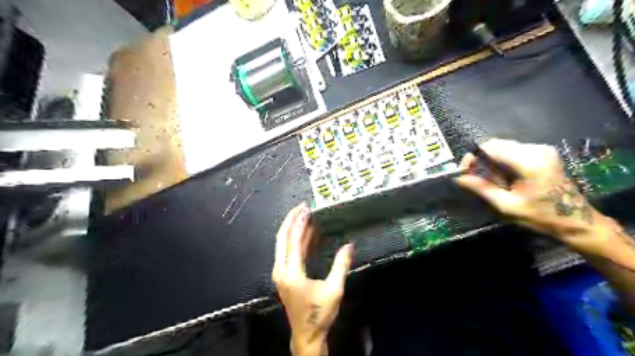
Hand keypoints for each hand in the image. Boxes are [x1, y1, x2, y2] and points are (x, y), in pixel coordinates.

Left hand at [271, 202, 354, 355]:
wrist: (306, 335)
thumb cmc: (319, 314)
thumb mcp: (334, 290)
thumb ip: (341, 265)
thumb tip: (350, 245)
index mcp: (290, 273)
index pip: (293, 241)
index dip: (300, 223)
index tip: (306, 209)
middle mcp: (281, 270)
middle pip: (282, 238)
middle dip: (291, 220)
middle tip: (302, 207)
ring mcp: (281, 273)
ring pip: (283, 244)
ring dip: (294, 229)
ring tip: (306, 216)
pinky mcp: (285, 275)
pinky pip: (288, 252)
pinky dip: (297, 241)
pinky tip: (308, 234)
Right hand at [454, 138, 606, 247]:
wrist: (577, 221)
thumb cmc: (541, 216)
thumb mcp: (507, 206)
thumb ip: (482, 189)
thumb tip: (458, 178)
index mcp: (529, 162)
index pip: (490, 148)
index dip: (472, 157)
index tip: (463, 172)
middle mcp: (536, 149)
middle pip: (496, 145)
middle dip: (480, 159)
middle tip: (474, 178)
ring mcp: (542, 149)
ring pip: (503, 146)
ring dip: (490, 160)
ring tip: (489, 180)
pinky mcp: (543, 152)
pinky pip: (513, 150)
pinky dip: (501, 160)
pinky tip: (502, 176)